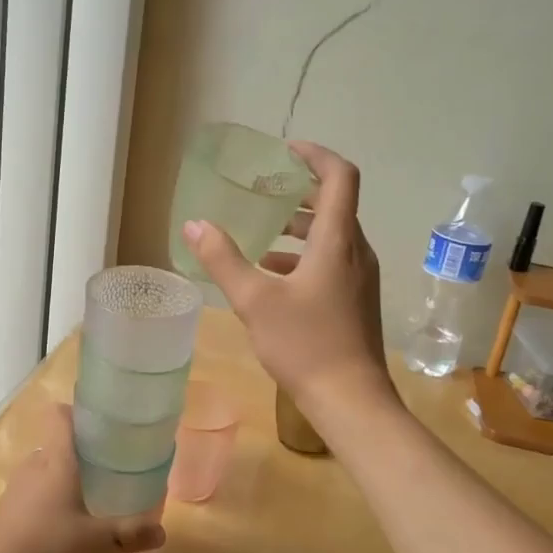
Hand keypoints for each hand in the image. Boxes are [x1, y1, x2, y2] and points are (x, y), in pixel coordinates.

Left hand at [0, 404, 165, 552]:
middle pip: (57, 443)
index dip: (79, 412)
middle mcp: (34, 466)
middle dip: (81, 452)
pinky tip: (64, 524)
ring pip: (45, 469)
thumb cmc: (49, 550)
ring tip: (90, 496)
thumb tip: (162, 531)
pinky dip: (49, 498)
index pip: (60, 416)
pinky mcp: (6, 510)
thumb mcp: (99, 544)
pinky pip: (33, 491)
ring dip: (64, 477)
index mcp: (56, 461)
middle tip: (109, 467)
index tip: (103, 425)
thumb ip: (132, 534)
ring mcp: (16, 488)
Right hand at [183, 141, 395, 422]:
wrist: (350, 400)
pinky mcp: (355, 300)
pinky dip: (303, 254)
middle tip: (264, 188)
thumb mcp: (254, 300)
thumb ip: (222, 259)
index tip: (285, 151)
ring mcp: (359, 278)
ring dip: (300, 225)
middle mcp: (355, 251)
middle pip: (335, 204)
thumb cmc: (304, 344)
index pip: (340, 177)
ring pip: (331, 235)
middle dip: (300, 191)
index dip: (316, 155)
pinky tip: (272, 274)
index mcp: (337, 241)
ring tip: (263, 230)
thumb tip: (194, 225)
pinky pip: (331, 260)